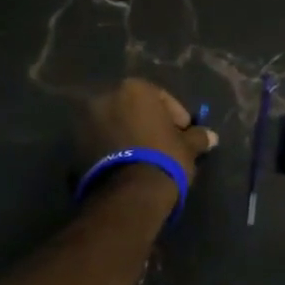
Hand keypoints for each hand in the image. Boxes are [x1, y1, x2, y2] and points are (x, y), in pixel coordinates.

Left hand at [77, 78, 218, 181]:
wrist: (128, 195)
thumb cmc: (164, 159)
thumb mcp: (188, 147)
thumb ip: (198, 137)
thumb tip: (211, 137)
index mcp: (134, 89)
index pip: (161, 96)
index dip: (176, 115)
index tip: (184, 133)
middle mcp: (105, 98)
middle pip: (133, 108)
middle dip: (148, 122)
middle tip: (164, 142)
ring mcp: (85, 122)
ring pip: (114, 124)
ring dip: (128, 135)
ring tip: (144, 156)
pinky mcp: (74, 147)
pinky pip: (100, 142)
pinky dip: (113, 149)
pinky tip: (127, 165)